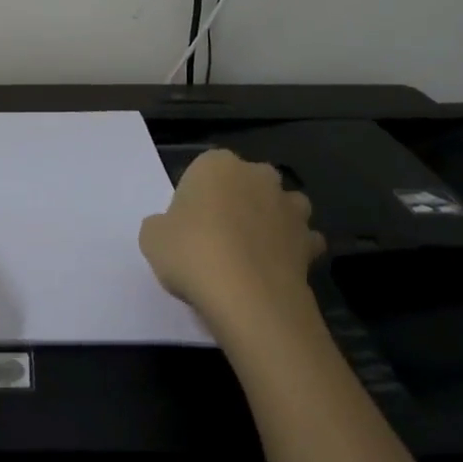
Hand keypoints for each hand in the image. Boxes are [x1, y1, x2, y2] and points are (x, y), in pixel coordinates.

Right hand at [139, 150, 325, 333]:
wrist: (247, 296)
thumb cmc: (192, 253)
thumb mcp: (152, 237)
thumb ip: (162, 225)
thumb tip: (173, 230)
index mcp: (217, 164)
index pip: (203, 171)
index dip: (195, 198)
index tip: (186, 225)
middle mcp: (258, 175)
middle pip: (245, 183)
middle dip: (237, 202)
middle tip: (215, 238)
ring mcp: (289, 207)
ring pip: (280, 206)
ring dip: (270, 220)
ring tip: (250, 252)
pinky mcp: (310, 240)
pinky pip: (302, 240)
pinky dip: (292, 251)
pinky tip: (274, 270)